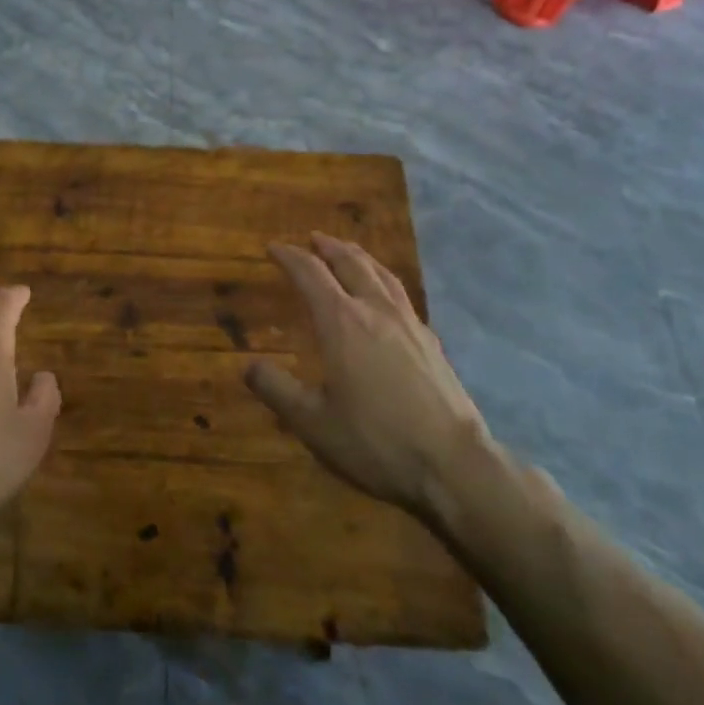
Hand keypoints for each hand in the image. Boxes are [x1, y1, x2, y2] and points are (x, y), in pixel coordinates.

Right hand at [245, 234, 491, 538]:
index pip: (310, 273)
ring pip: (380, 274)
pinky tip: (385, 296)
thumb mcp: (313, 423)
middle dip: (327, 247)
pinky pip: (400, 295)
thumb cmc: (376, 442)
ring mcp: (408, 323)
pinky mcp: (431, 342)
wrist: (454, 466)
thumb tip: (249, 366)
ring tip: (348, 251)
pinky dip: (383, 281)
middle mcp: (375, 310)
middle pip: (350, 262)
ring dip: (359, 256)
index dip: (289, 256)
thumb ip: (277, 390)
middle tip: (312, 238)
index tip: (272, 248)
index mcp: (341, 322)